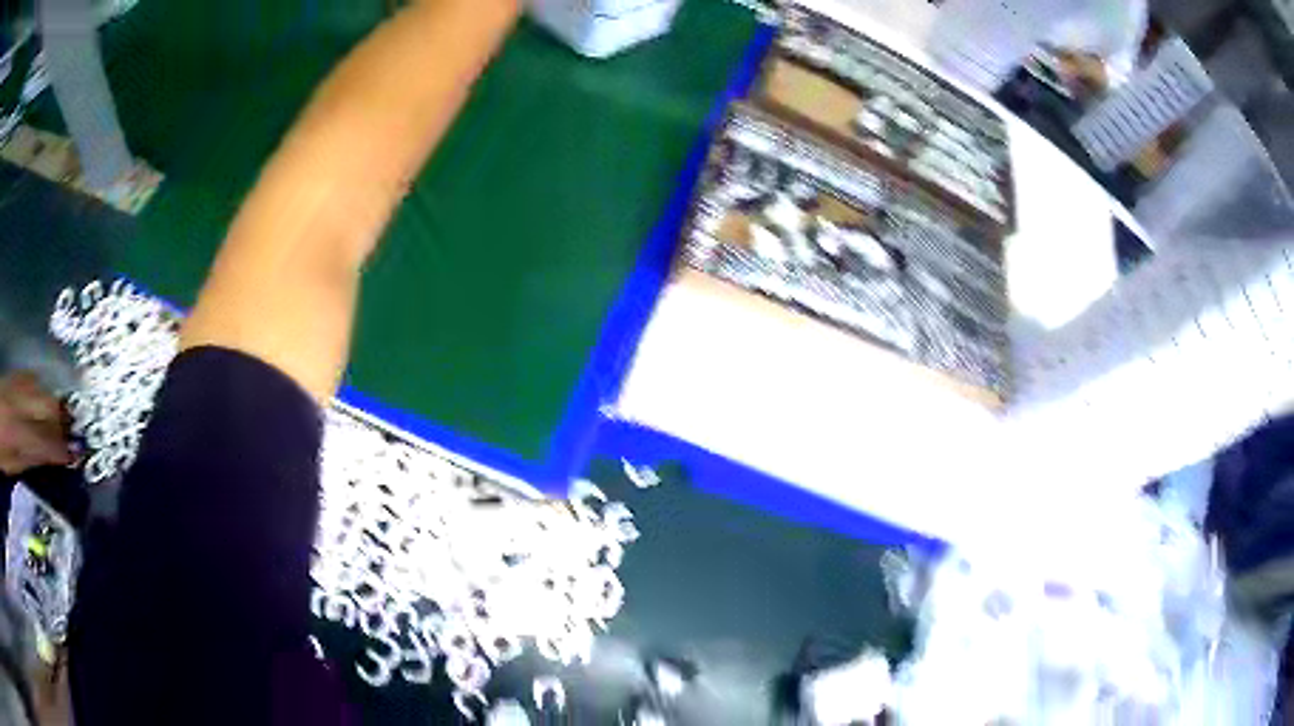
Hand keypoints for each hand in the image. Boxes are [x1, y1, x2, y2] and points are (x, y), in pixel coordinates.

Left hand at [0, 372, 71, 475]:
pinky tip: (40, 395)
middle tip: (72, 432)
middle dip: (61, 419)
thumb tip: (45, 457)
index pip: (45, 441)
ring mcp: (15, 385)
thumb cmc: (0, 449)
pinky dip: (39, 388)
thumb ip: (26, 459)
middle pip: (46, 406)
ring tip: (60, 415)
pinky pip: (30, 378)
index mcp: (19, 433)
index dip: (61, 449)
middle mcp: (19, 404)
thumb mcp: (11, 465)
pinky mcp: (12, 375)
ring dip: (52, 402)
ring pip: (40, 387)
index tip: (75, 456)